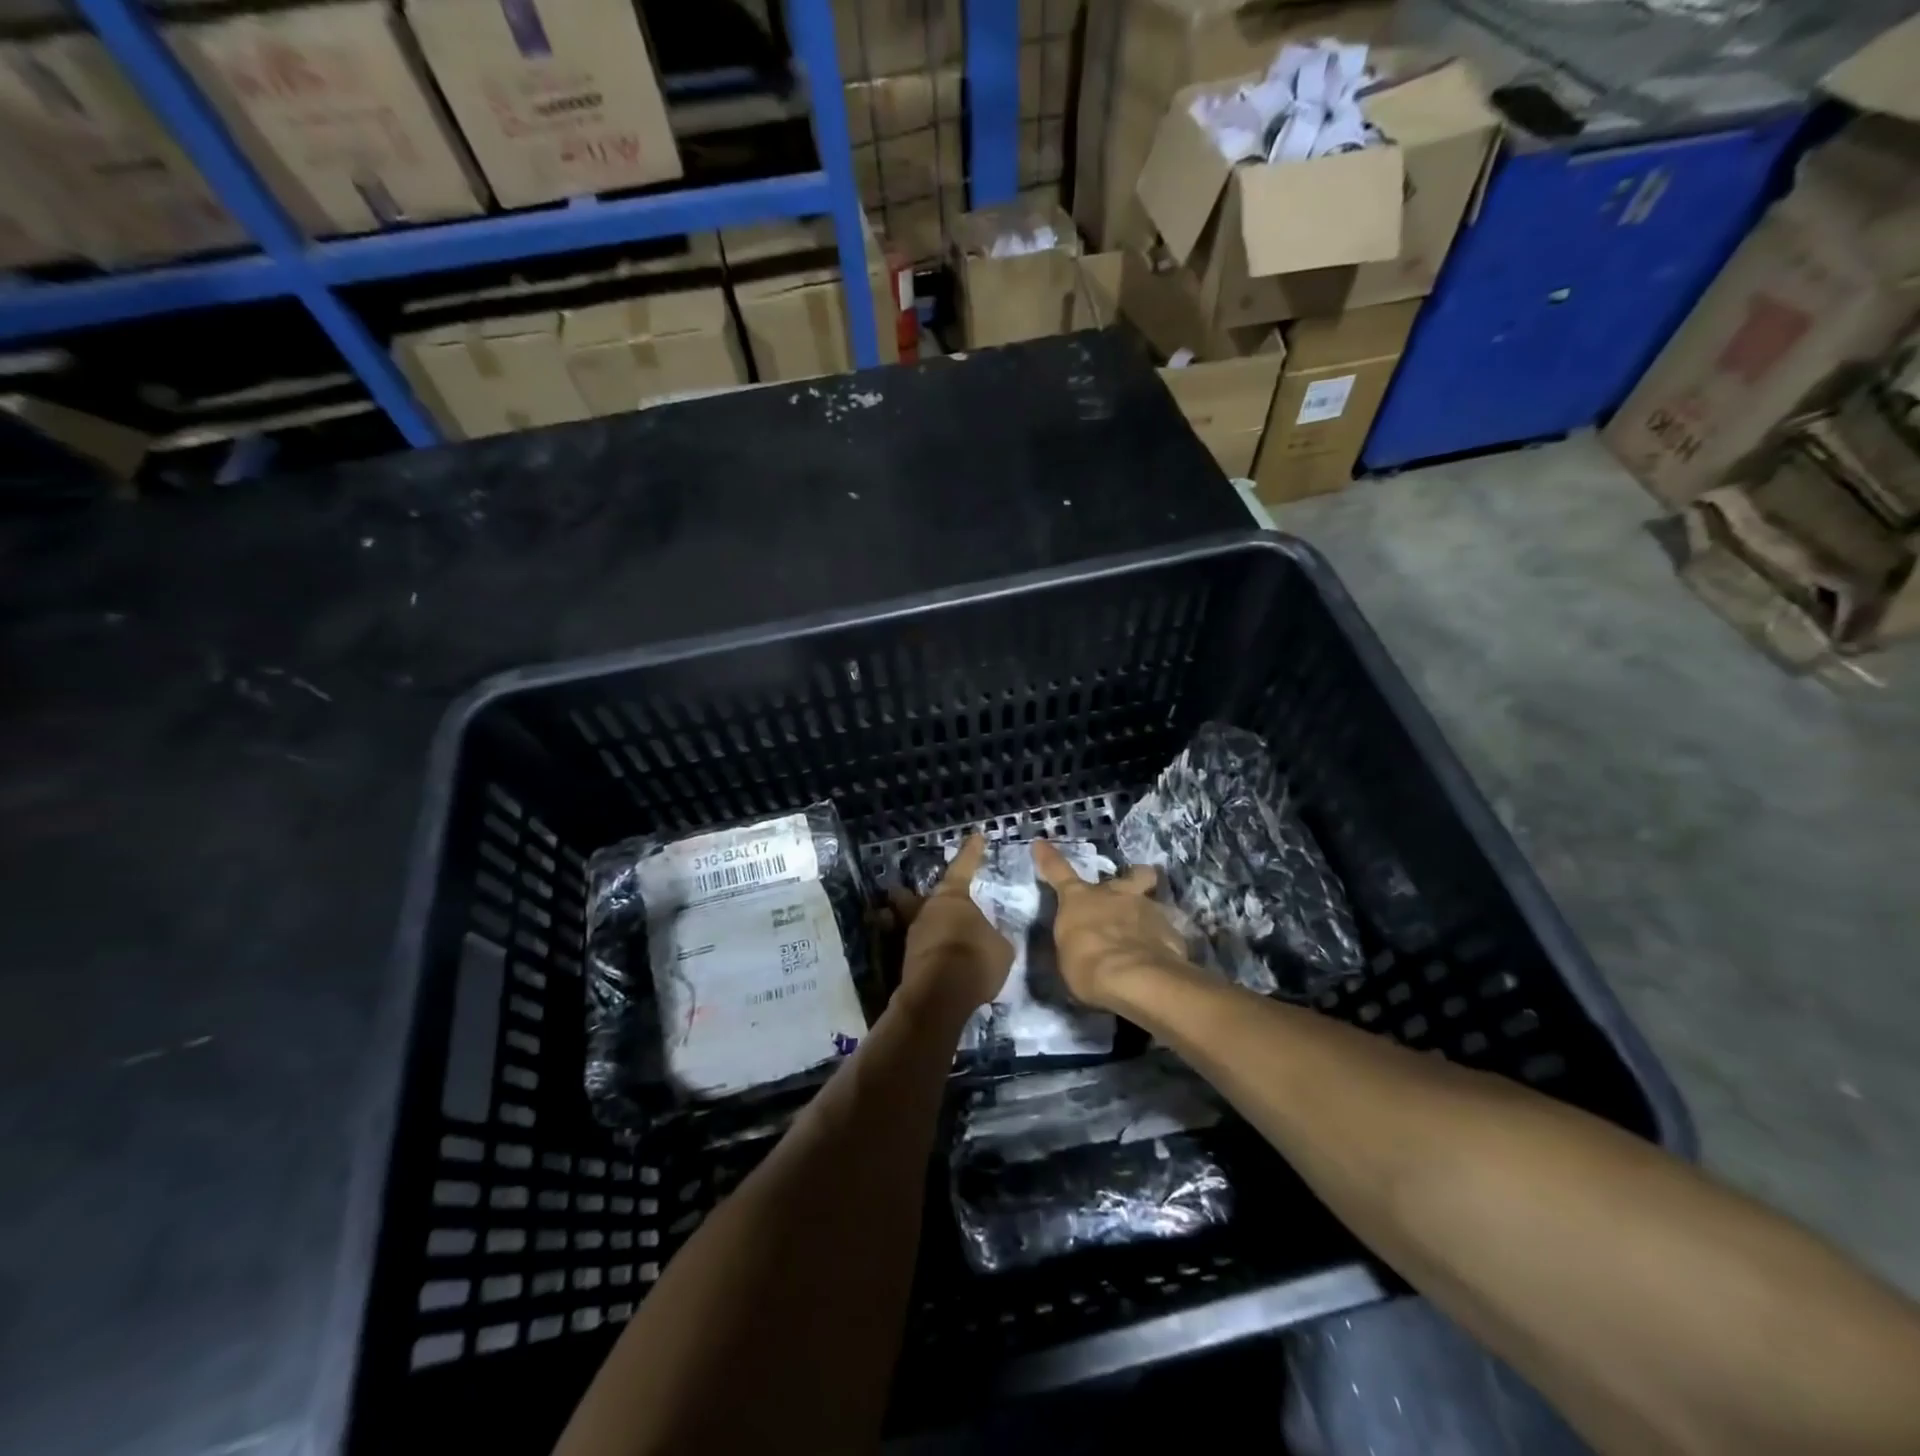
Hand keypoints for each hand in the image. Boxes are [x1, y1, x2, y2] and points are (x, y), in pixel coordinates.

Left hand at [890, 835, 1012, 1012]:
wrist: (940, 996)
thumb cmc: (975, 960)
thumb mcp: (1000, 947)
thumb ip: (992, 936)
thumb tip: (986, 937)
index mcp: (953, 897)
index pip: (963, 867)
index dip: (971, 853)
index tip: (976, 837)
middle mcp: (927, 910)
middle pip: (916, 897)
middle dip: (911, 895)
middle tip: (904, 891)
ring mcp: (912, 936)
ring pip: (913, 923)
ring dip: (921, 928)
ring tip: (932, 935)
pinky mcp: (905, 962)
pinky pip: (917, 950)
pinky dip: (924, 953)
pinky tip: (934, 961)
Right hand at [1033, 839, 1188, 1012]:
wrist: (1135, 978)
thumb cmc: (1087, 966)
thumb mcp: (1068, 956)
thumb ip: (1075, 940)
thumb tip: (1079, 940)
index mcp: (1080, 899)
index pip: (1058, 872)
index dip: (1049, 857)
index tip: (1040, 843)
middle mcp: (1116, 895)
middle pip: (1133, 874)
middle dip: (1134, 878)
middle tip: (1132, 892)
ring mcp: (1147, 908)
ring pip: (1152, 902)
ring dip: (1148, 916)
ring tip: (1147, 939)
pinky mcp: (1172, 929)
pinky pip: (1167, 931)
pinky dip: (1162, 941)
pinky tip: (1161, 958)